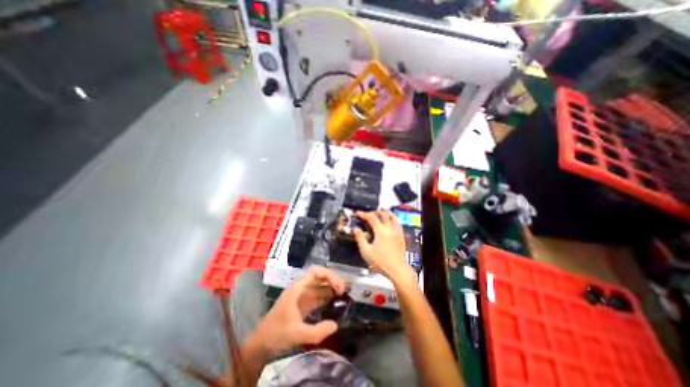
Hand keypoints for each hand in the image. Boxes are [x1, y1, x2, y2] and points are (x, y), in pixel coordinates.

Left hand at [246, 265, 343, 356]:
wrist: (262, 342)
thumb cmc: (277, 334)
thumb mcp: (297, 334)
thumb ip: (317, 331)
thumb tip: (335, 325)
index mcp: (297, 287)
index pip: (315, 272)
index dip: (329, 275)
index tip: (338, 287)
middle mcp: (301, 287)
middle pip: (319, 275)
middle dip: (332, 279)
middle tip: (343, 290)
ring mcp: (303, 294)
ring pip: (320, 284)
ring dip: (331, 286)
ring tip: (343, 295)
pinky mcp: (304, 302)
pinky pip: (318, 294)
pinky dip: (327, 295)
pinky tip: (335, 301)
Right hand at [355, 210, 413, 285]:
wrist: (397, 269)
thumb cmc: (381, 261)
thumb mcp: (366, 251)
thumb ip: (360, 238)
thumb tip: (355, 229)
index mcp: (380, 231)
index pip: (371, 217)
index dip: (364, 214)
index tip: (358, 213)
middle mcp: (389, 228)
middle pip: (383, 214)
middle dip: (375, 212)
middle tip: (369, 213)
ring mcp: (396, 231)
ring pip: (392, 216)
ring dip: (386, 212)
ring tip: (381, 210)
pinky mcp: (401, 235)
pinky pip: (398, 222)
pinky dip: (393, 218)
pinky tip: (392, 219)